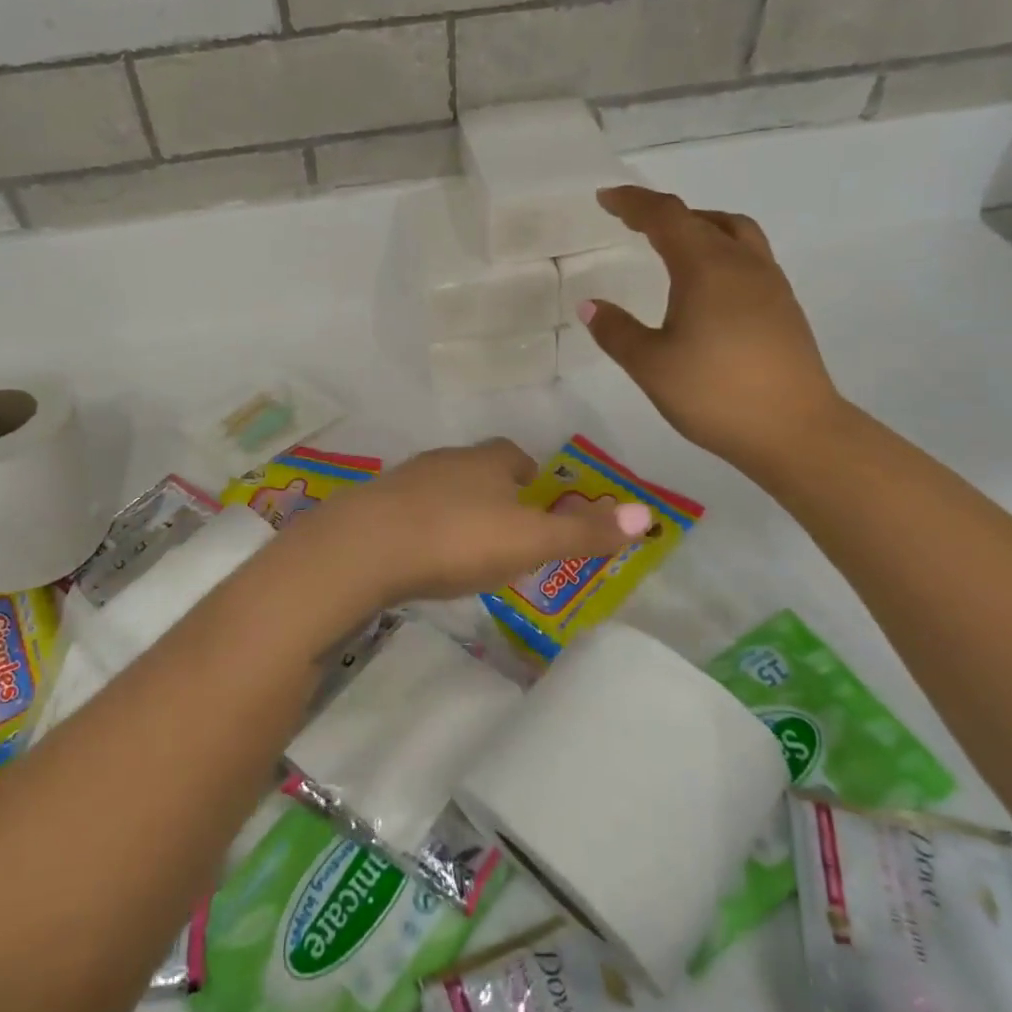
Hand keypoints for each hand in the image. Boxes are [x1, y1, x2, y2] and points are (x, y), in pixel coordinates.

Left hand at [286, 439, 653, 611]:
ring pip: (440, 488)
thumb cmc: (458, 539)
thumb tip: (647, 513)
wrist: (365, 548)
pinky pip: (408, 511)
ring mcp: (405, 480)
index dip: (529, 475)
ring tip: (465, 549)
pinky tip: (421, 556)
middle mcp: (445, 460)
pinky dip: (421, 526)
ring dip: (455, 510)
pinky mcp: (373, 506)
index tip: (536, 502)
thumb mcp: (530, 540)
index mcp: (486, 461)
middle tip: (505, 532)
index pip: (514, 455)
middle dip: (493, 493)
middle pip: (476, 469)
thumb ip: (584, 530)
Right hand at [580, 186, 846, 477]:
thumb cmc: (715, 394)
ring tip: (673, 244)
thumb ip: (616, 331)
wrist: (796, 431)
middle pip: (702, 218)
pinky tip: (707, 286)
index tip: (606, 198)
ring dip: (700, 226)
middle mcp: (742, 264)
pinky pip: (748, 257)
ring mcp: (770, 284)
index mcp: (706, 267)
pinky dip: (720, 251)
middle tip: (633, 222)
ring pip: (734, 233)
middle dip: (664, 214)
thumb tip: (590, 305)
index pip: (666, 217)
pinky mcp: (784, 307)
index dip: (633, 203)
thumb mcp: (651, 365)